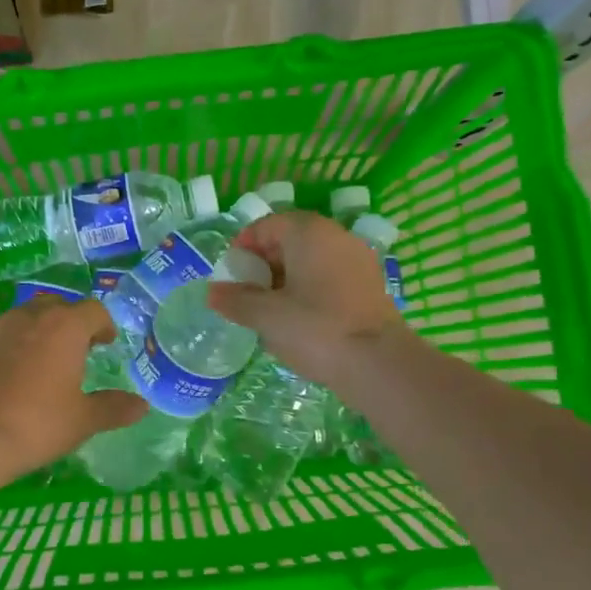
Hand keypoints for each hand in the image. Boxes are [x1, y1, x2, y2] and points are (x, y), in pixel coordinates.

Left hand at [0, 296, 145, 481]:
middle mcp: (27, 318)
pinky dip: (5, 354)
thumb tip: (140, 405)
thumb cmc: (37, 424)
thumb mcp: (83, 421)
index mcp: (64, 328)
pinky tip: (5, 383)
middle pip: (55, 306)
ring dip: (35, 334)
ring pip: (21, 320)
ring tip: (41, 365)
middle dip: (68, 322)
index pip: (93, 310)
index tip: (106, 343)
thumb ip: (113, 408)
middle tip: (76, 350)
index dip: (103, 324)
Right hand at [206, 210, 405, 387]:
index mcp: (308, 233)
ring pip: (311, 260)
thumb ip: (236, 300)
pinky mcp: (369, 285)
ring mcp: (357, 260)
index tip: (231, 276)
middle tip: (247, 294)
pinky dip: (310, 290)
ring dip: (286, 278)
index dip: (243, 248)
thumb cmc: (315, 330)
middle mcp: (336, 236)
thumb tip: (212, 292)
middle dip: (264, 264)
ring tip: (270, 310)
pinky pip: (329, 277)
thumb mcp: (266, 316)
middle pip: (290, 240)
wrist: (378, 364)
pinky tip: (300, 320)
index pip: (266, 225)